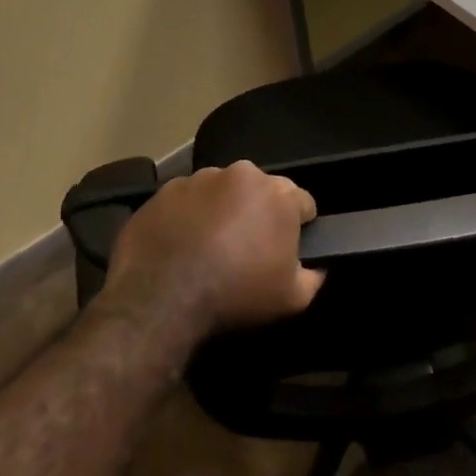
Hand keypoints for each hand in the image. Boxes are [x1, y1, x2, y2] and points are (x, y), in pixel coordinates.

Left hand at [106, 161, 325, 337]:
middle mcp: (241, 174)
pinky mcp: (164, 191)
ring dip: (223, 211)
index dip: (299, 227)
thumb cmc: (236, 295)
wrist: (160, 300)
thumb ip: (313, 277)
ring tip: (210, 247)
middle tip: (248, 249)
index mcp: (279, 194)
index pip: (303, 203)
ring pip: (222, 192)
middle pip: (261, 191)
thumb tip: (316, 267)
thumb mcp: (292, 299)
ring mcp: (199, 178)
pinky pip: (186, 201)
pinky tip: (181, 245)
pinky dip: (189, 216)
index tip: (287, 249)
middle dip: (259, 213)